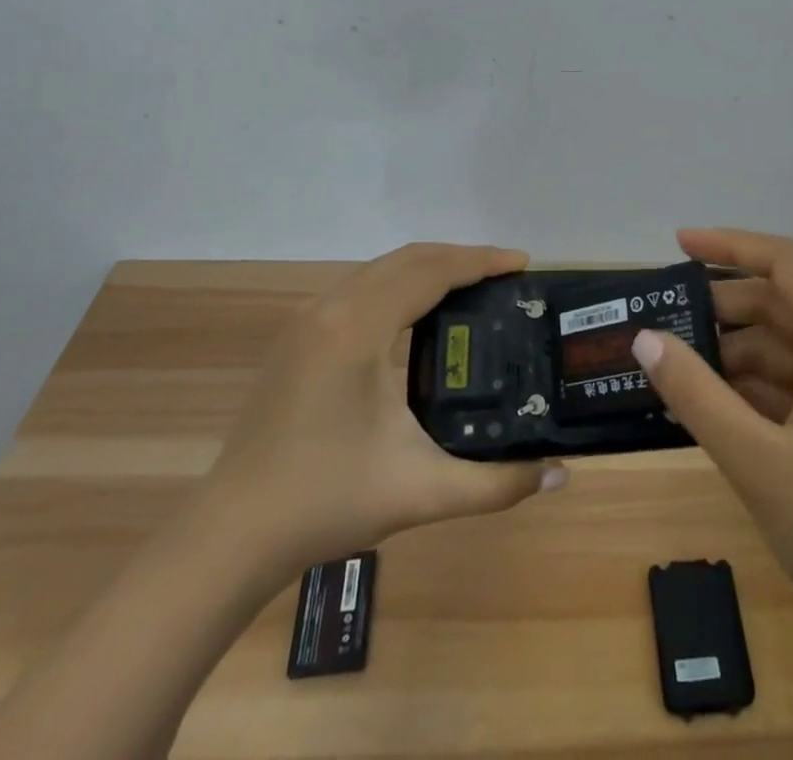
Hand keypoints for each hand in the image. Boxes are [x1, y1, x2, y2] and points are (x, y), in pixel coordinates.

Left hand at [203, 243, 566, 584]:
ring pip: (380, 269)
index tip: (522, 264)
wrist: (231, 535)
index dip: (480, 261)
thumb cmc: (326, 502)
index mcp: (360, 327)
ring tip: (472, 288)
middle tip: (505, 274)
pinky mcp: (298, 338)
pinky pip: (361, 288)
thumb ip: (497, 484)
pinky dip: (400, 285)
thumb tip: (561, 476)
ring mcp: (308, 320)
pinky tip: (419, 317)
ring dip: (428, 268)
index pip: (432, 271)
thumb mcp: (422, 492)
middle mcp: (332, 308)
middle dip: (460, 257)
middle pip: (408, 258)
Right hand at [632, 228, 792, 644]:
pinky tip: (717, 409)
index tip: (679, 245)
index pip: (786, 263)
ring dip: (736, 354)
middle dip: (724, 307)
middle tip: (666, 321)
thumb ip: (697, 395)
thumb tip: (646, 338)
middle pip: (783, 305)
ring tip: (679, 369)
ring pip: (789, 349)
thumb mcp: (758, 462)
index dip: (731, 245)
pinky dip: (757, 390)